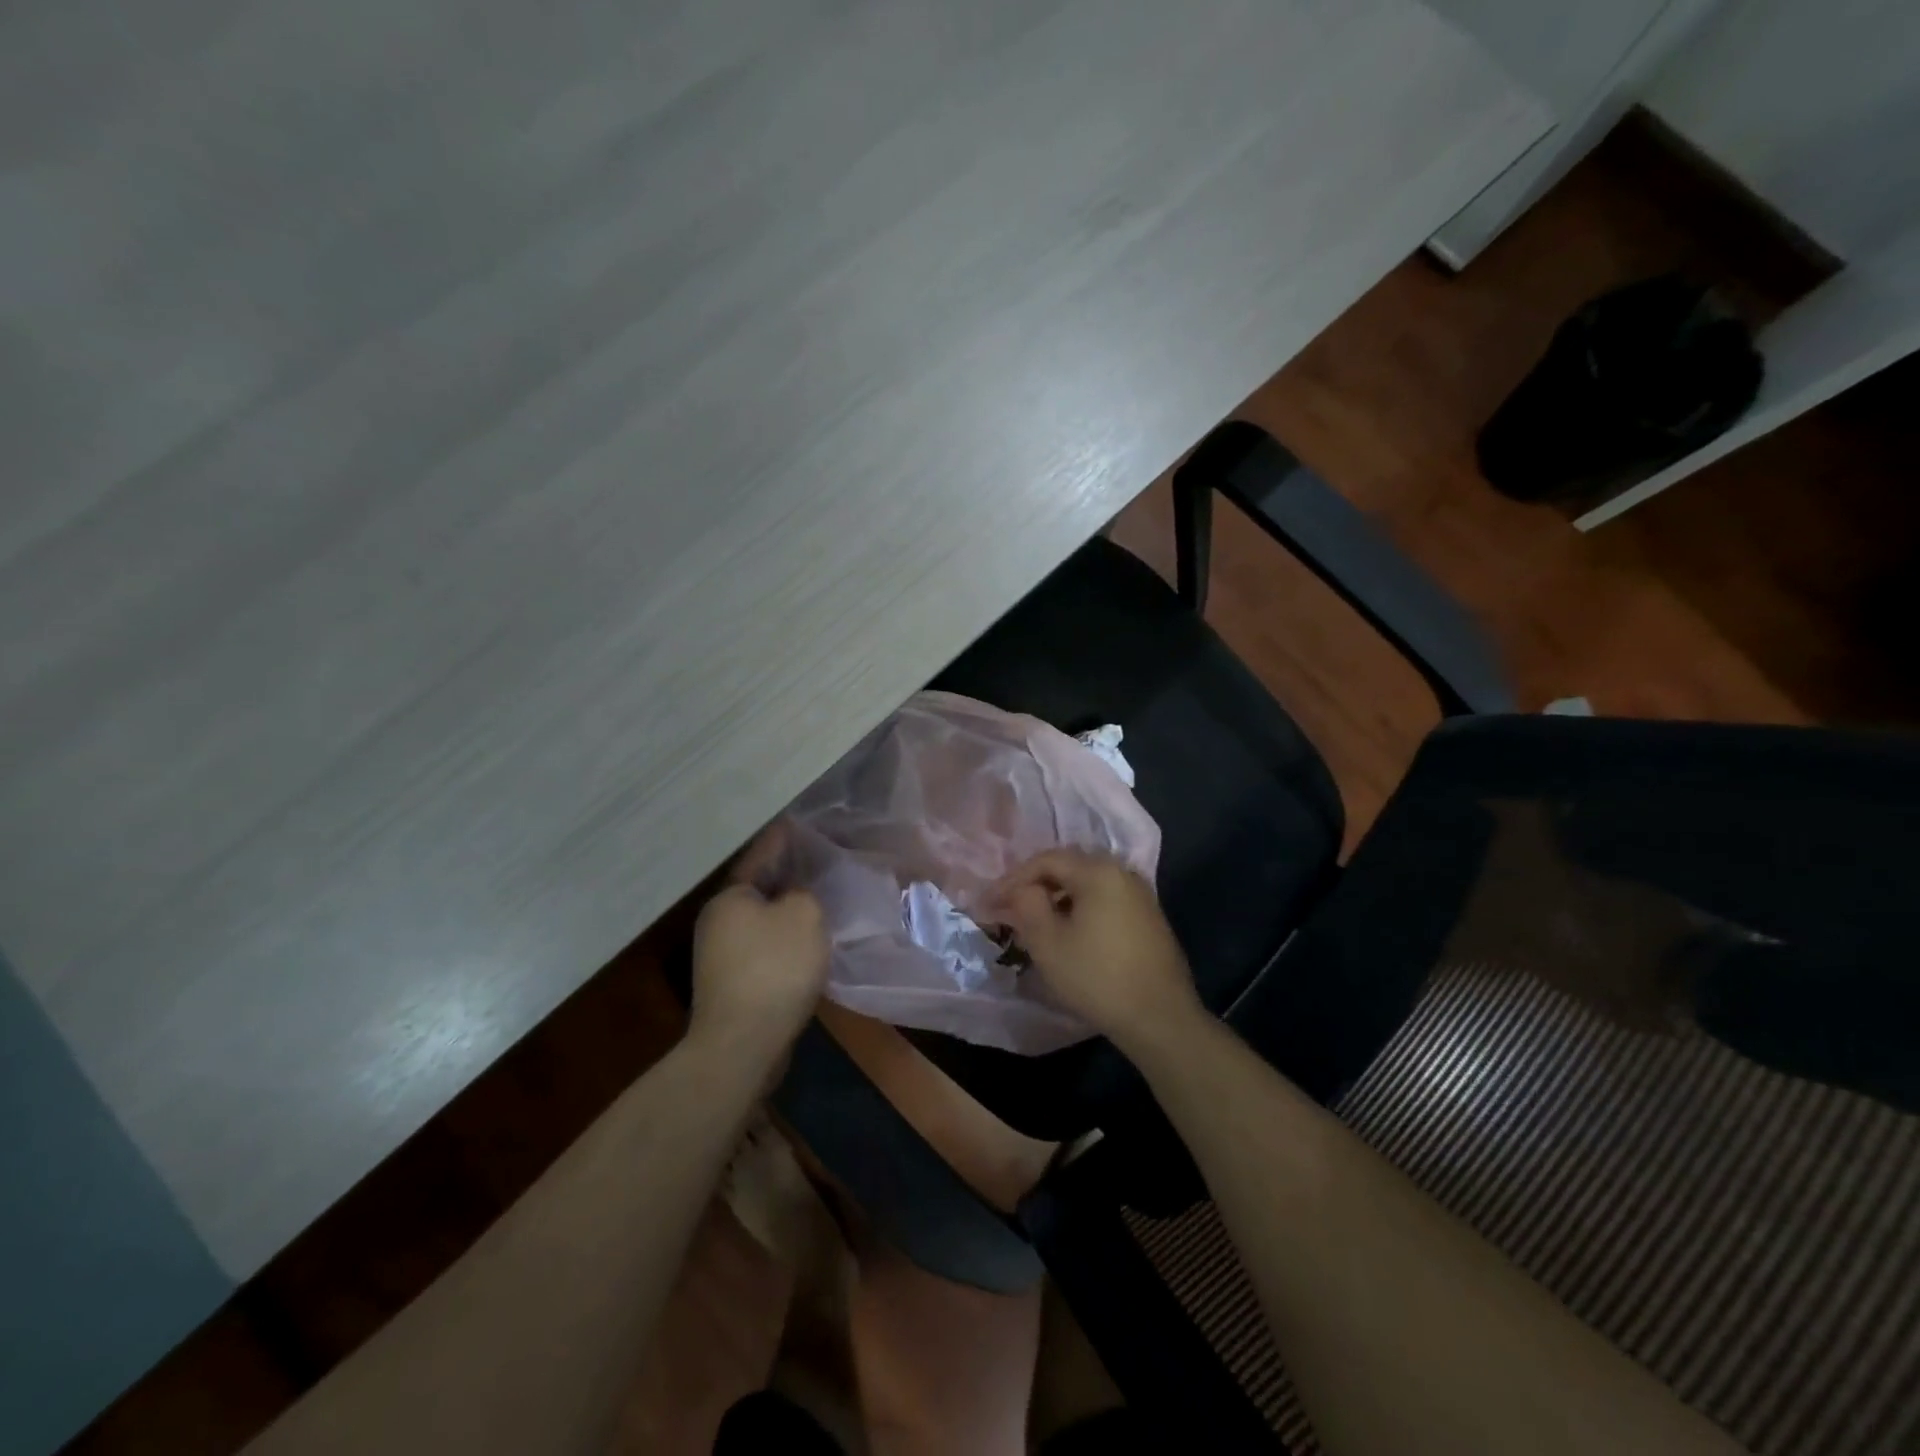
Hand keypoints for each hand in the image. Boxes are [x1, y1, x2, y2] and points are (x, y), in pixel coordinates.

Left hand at [689, 823, 829, 1058]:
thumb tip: (796, 898)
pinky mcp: (732, 985)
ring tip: (821, 902)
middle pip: (760, 889)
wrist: (743, 1044)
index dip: (783, 839)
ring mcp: (720, 956)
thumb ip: (806, 894)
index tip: (798, 822)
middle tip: (820, 864)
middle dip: (789, 877)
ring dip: (788, 912)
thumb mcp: (804, 915)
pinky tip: (809, 944)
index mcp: (730, 897)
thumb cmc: (774, 968)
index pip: (760, 856)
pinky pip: (765, 950)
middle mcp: (718, 921)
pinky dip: (785, 942)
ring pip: (763, 922)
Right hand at [983, 849, 1201, 1053]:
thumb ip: (1026, 906)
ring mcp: (1140, 894)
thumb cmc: (1097, 977)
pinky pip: (1104, 901)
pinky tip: (1068, 933)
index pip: (1045, 860)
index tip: (989, 903)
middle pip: (1068, 867)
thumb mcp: (1048, 943)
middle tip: (1008, 909)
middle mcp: (1122, 872)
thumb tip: (1020, 891)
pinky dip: (1080, 909)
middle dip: (1034, 886)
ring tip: (1034, 923)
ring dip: (1056, 898)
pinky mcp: (1148, 917)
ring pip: (1086, 885)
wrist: (1161, 1018)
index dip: (1012, 879)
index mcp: (1098, 871)